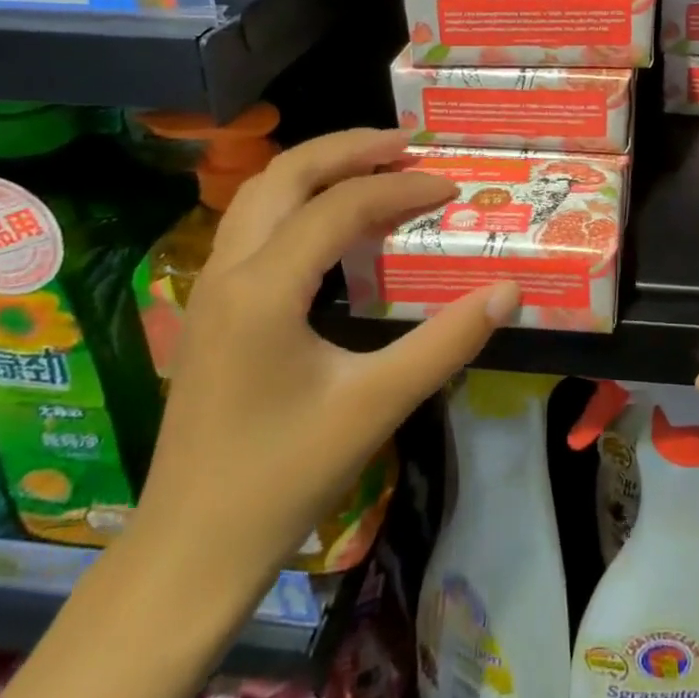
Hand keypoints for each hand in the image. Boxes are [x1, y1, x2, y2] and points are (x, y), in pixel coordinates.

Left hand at [130, 128, 519, 596]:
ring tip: (375, 165)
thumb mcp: (376, 406)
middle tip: (408, 144)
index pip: (341, 206)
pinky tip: (332, 221)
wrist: (188, 553)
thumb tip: (509, 290)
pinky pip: (254, 222)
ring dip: (319, 167)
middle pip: (288, 173)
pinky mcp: (210, 307)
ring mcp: (210, 287)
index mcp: (264, 288)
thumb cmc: (283, 479)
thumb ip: (447, 342)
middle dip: (351, 147)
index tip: (451, 189)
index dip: (402, 188)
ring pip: (262, 192)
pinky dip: (298, 198)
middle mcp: (229, 270)